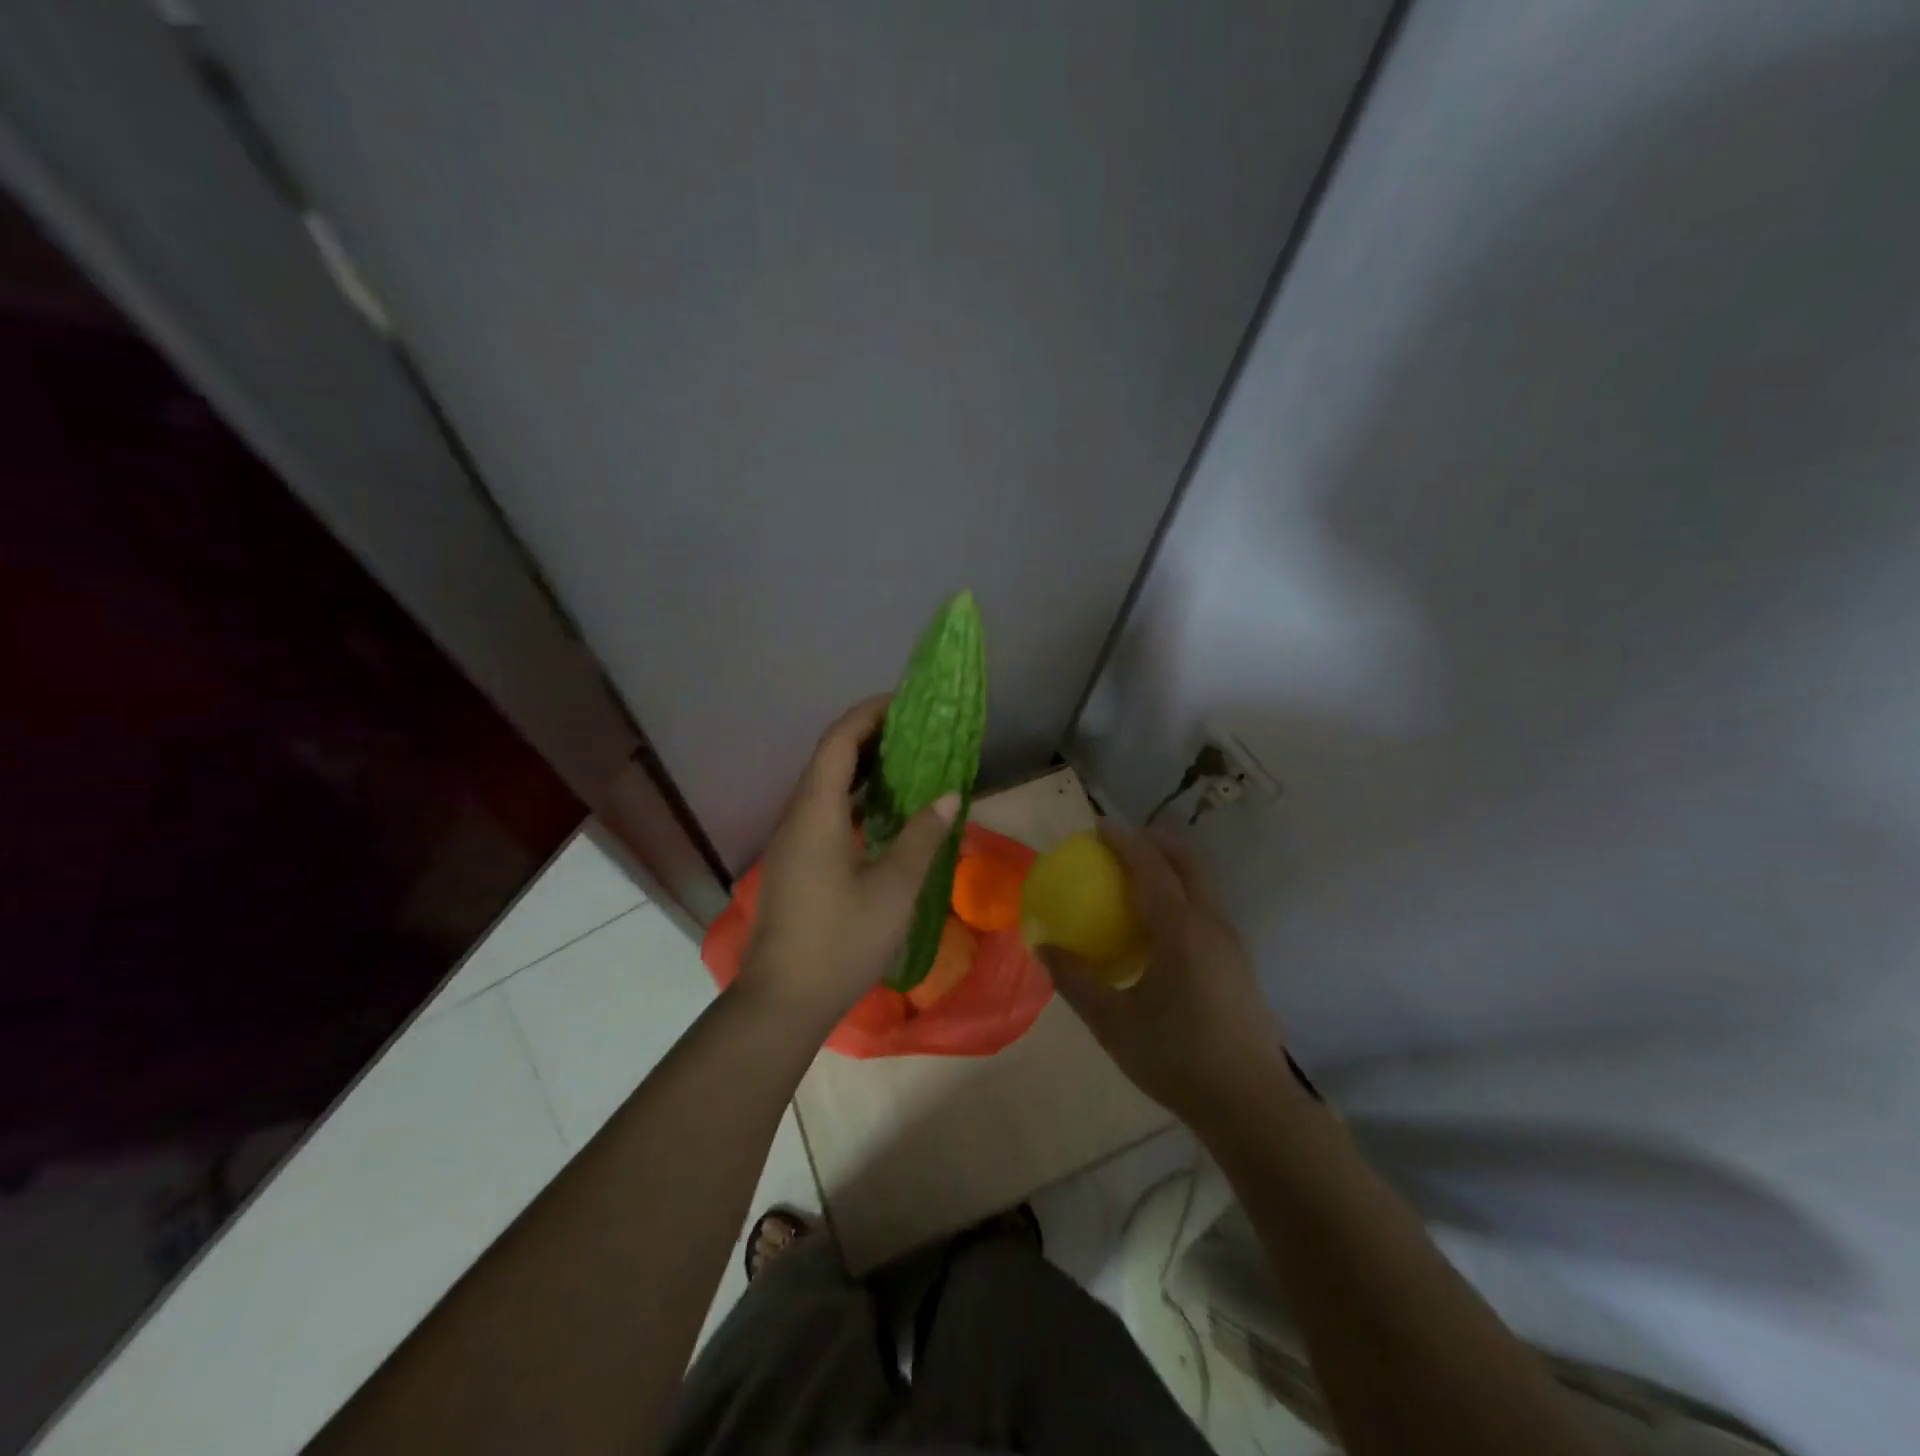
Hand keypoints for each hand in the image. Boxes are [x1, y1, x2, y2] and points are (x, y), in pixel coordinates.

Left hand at [739, 697, 958, 1029]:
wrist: (783, 1000)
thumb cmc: (841, 942)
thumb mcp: (894, 890)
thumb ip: (922, 837)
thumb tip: (949, 795)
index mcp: (816, 813)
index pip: (838, 742)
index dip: (869, 715)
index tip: (905, 704)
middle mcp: (797, 817)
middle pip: (829, 758)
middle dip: (870, 737)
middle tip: (916, 732)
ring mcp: (792, 840)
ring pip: (825, 786)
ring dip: (861, 768)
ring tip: (906, 764)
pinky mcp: (795, 862)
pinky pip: (824, 811)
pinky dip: (853, 798)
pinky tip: (882, 813)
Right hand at [1041, 827, 1292, 1131]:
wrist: (1250, 1104)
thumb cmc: (1176, 1058)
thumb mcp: (1113, 1023)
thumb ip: (1075, 981)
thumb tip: (1044, 947)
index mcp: (1181, 931)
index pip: (1152, 867)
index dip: (1125, 842)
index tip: (1099, 827)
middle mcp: (1211, 925)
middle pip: (1188, 862)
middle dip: (1156, 842)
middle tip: (1121, 844)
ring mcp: (1231, 943)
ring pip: (1202, 884)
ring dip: (1171, 868)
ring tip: (1136, 878)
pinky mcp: (1238, 963)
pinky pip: (1206, 908)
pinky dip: (1181, 894)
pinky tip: (1159, 928)